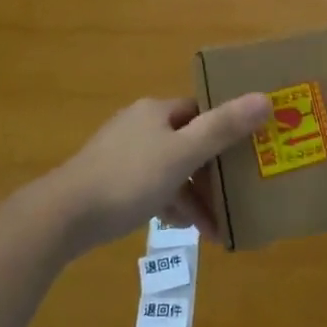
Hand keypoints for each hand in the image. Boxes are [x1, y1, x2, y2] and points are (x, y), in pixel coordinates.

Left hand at [37, 94, 270, 255]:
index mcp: (156, 111)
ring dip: (194, 194)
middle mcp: (140, 125)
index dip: (226, 127)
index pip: (201, 110)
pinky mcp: (110, 181)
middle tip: (238, 195)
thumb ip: (223, 128)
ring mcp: (122, 154)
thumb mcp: (182, 154)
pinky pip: (152, 187)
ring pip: (171, 169)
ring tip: (217, 227)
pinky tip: (184, 228)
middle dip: (213, 171)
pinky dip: (171, 204)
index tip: (250, 150)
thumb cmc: (128, 178)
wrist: (62, 216)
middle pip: (188, 141)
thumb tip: (265, 98)